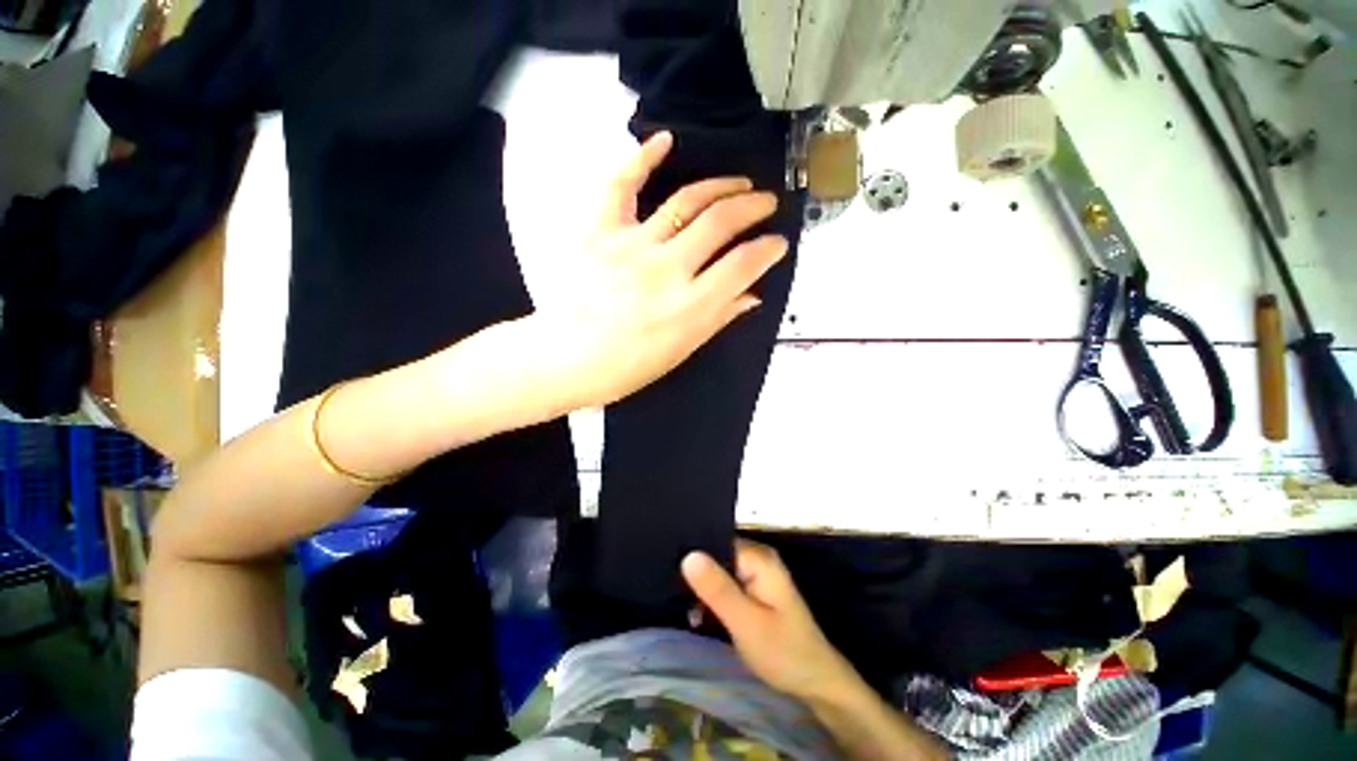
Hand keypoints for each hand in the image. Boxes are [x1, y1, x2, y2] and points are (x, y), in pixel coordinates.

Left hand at [529, 131, 787, 409]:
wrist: (568, 358)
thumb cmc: (628, 365)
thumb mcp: (681, 351)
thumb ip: (719, 318)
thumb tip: (752, 294)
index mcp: (689, 305)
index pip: (743, 264)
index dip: (768, 249)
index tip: (777, 243)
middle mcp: (667, 269)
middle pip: (721, 222)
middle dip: (753, 207)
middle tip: (766, 203)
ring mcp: (632, 245)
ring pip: (686, 200)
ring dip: (721, 185)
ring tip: (739, 184)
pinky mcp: (600, 231)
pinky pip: (622, 185)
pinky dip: (643, 157)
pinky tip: (665, 140)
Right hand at [682, 540, 858, 701]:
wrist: (816, 682)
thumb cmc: (783, 652)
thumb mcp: (745, 623)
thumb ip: (717, 589)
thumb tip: (688, 555)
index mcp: (758, 557)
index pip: (716, 540)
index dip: (694, 555)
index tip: (670, 570)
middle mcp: (757, 557)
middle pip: (717, 554)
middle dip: (696, 574)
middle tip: (674, 593)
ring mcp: (757, 572)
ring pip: (719, 570)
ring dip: (702, 589)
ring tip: (685, 608)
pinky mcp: (754, 588)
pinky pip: (726, 583)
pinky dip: (713, 597)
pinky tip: (698, 613)